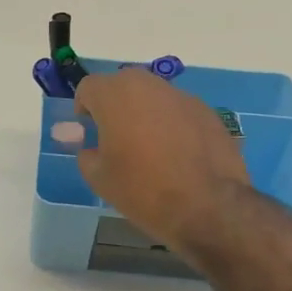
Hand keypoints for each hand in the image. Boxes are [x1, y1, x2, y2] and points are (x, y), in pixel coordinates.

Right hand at [74, 68, 249, 255]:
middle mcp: (149, 86)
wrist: (206, 205)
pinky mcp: (207, 111)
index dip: (84, 107)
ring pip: (154, 96)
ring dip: (145, 113)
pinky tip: (177, 154)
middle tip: (116, 136)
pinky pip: (179, 111)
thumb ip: (87, 156)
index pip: (89, 86)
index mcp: (116, 97)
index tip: (89, 130)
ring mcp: (182, 96)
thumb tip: (92, 149)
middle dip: (115, 105)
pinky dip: (172, 124)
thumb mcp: (100, 179)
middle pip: (123, 85)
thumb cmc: (142, 190)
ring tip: (149, 147)